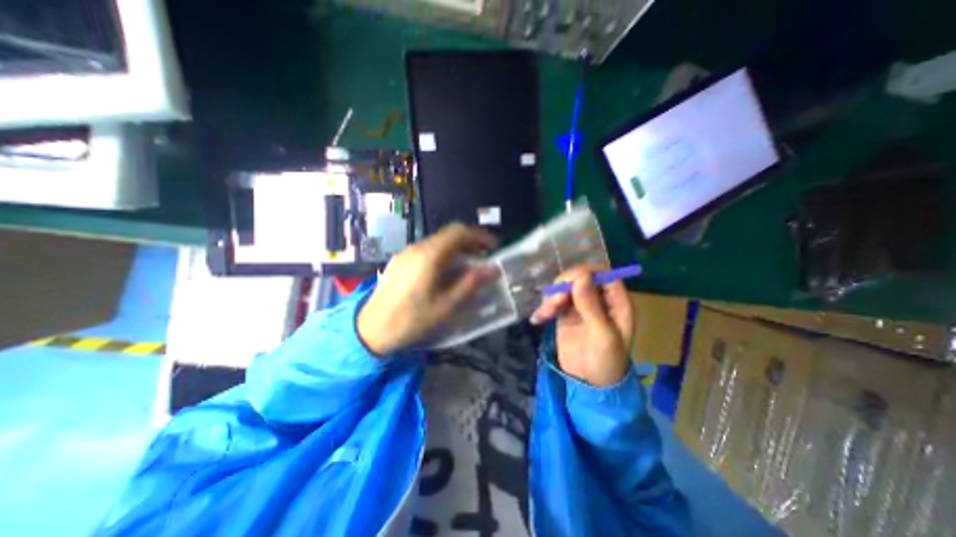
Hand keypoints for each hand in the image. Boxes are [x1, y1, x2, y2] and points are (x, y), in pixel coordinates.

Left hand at [358, 221, 501, 353]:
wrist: (370, 330)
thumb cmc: (411, 320)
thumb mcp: (446, 306)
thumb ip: (470, 284)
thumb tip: (493, 269)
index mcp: (429, 256)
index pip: (458, 232)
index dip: (479, 236)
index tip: (493, 247)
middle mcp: (417, 248)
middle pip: (448, 235)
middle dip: (470, 242)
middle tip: (484, 256)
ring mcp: (406, 253)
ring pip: (437, 242)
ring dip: (456, 248)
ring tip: (468, 265)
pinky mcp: (400, 261)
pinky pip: (426, 250)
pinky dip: (443, 254)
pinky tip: (446, 271)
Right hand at [530, 264, 633, 384]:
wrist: (588, 385)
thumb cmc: (605, 362)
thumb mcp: (602, 335)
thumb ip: (591, 306)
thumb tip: (580, 276)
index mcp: (616, 303)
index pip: (604, 275)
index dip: (587, 273)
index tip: (570, 281)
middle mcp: (598, 300)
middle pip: (581, 278)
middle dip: (565, 285)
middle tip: (555, 300)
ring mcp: (581, 306)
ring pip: (565, 289)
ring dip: (553, 297)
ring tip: (545, 313)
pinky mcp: (566, 315)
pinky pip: (554, 302)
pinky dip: (546, 307)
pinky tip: (539, 317)